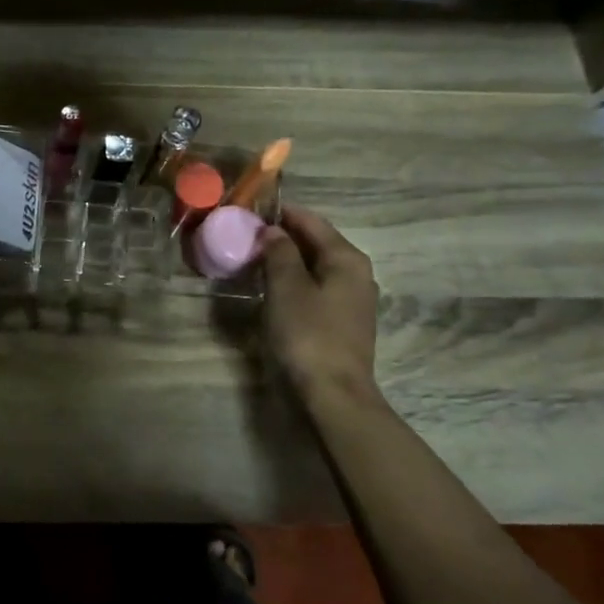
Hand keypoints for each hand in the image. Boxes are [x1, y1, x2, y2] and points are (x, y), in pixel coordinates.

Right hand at [260, 206, 382, 406]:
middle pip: (316, 243)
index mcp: (346, 258)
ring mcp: (352, 301)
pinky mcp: (342, 323)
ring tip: (254, 260)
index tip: (252, 209)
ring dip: (287, 261)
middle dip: (284, 237)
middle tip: (247, 235)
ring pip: (315, 268)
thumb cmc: (308, 334)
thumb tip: (273, 231)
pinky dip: (294, 283)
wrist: (332, 394)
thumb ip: (279, 253)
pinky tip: (272, 290)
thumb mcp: (287, 288)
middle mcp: (356, 274)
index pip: (312, 222)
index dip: (282, 213)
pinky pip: (315, 290)